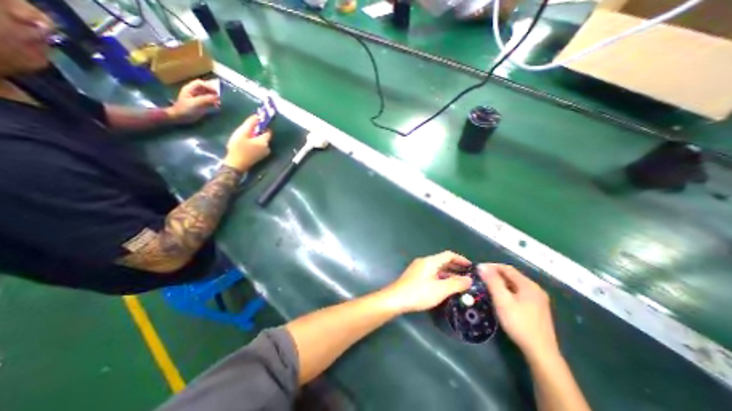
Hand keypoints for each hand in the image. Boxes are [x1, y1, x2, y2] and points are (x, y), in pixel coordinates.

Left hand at [165, 78, 218, 121]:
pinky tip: (217, 106)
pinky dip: (214, 103)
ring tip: (220, 102)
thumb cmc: (186, 110)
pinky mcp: (201, 104)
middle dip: (212, 92)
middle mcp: (194, 92)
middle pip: (204, 88)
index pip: (200, 83)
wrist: (180, 118)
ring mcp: (198, 98)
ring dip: (214, 97)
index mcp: (190, 89)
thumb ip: (206, 99)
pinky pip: (209, 101)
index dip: (208, 86)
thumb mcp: (196, 104)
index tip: (216, 92)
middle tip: (220, 97)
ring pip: (208, 94)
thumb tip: (218, 97)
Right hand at [224, 113, 271, 171]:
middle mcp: (267, 147)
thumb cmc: (238, 148)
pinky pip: (259, 146)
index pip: (268, 131)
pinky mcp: (260, 157)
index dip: (262, 126)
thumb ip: (250, 123)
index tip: (254, 124)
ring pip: (261, 141)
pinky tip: (245, 145)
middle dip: (256, 132)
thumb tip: (257, 115)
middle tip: (245, 132)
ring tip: (244, 139)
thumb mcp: (242, 132)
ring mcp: (265, 153)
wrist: (236, 164)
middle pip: (264, 136)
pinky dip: (254, 144)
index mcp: (265, 142)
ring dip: (254, 138)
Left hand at [380, 250, 477, 314]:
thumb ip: (456, 284)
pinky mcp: (414, 276)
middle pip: (442, 261)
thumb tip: (469, 279)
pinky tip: (444, 287)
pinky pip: (431, 273)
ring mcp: (418, 268)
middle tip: (467, 276)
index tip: (471, 267)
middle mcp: (424, 262)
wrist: (396, 299)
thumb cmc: (419, 293)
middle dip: (456, 268)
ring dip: (448, 274)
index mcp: (430, 261)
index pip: (448, 255)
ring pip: (437, 268)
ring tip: (459, 283)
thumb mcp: (440, 289)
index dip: (461, 259)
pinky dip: (440, 277)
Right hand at [482, 267, 561, 358]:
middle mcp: (535, 289)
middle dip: (495, 274)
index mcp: (528, 285)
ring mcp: (538, 300)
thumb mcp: (502, 300)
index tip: (478, 269)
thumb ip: (492, 282)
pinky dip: (507, 291)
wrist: (541, 352)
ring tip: (487, 287)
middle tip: (481, 278)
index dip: (491, 266)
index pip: (507, 268)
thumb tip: (482, 266)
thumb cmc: (519, 323)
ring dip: (501, 283)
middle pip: (512, 276)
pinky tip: (500, 298)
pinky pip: (519, 293)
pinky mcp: (537, 309)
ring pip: (515, 285)